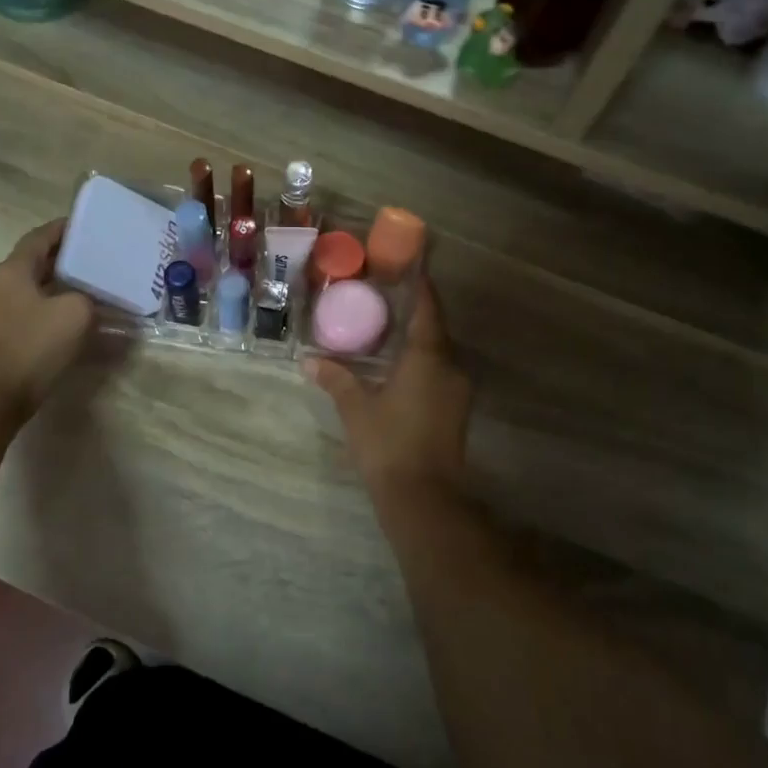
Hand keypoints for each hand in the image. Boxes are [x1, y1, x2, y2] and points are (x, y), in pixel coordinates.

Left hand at [0, 219, 92, 425]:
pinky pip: (19, 313)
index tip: (84, 226)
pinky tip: (61, 323)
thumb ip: (86, 298)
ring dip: (50, 288)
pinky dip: (41, 310)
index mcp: (10, 270)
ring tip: (81, 293)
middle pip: (30, 264)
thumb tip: (84, 301)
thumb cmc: (32, 346)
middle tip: (90, 262)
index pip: (38, 238)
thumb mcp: (76, 314)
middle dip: (60, 261)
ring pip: (24, 290)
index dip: (62, 229)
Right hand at [307, 279, 470, 520]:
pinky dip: (422, 363)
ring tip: (388, 331)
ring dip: (418, 341)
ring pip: (439, 354)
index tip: (411, 269)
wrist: (424, 498)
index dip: (421, 287)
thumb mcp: (356, 409)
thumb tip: (310, 361)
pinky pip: (440, 373)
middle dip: (415, 314)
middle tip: (386, 300)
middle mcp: (450, 367)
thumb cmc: (388, 444)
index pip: (428, 309)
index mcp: (428, 357)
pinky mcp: (456, 411)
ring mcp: (457, 391)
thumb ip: (336, 379)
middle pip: (435, 330)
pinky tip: (398, 368)